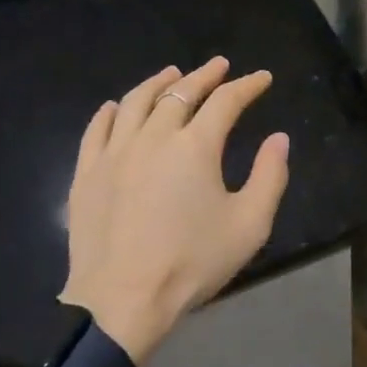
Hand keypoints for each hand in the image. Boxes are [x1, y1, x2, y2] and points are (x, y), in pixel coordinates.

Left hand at [61, 58, 290, 365]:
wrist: (121, 300)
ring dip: (158, 83)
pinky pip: (96, 129)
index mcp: (195, 146)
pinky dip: (111, 111)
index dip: (247, 86)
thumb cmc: (191, 263)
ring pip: (136, 101)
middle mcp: (154, 136)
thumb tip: (278, 139)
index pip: (226, 101)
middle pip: (180, 93)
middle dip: (204, 75)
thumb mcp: (249, 225)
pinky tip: (116, 106)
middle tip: (219, 66)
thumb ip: (270, 177)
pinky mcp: (87, 173)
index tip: (261, 78)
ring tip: (171, 74)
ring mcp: (115, 152)